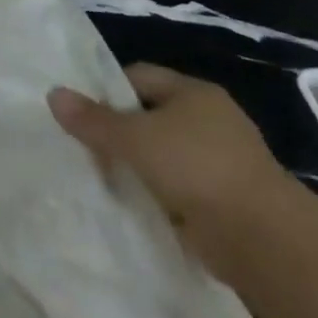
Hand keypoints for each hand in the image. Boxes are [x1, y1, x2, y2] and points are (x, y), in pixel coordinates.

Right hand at [48, 64, 293, 280]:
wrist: (264, 240)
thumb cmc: (196, 168)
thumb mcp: (132, 137)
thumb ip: (92, 119)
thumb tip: (53, 94)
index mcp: (194, 93)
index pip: (138, 77)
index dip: (106, 90)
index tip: (80, 112)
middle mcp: (211, 121)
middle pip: (149, 116)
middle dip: (118, 132)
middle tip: (84, 147)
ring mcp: (221, 162)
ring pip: (162, 155)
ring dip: (136, 167)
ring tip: (102, 177)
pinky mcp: (225, 201)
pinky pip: (177, 189)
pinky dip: (156, 195)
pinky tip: (132, 204)